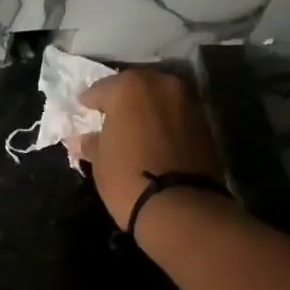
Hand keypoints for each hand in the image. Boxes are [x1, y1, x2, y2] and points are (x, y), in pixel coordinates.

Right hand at [77, 68, 225, 230]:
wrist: (180, 205)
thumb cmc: (127, 177)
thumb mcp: (100, 161)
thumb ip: (93, 143)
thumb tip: (87, 139)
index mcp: (129, 87)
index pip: (101, 89)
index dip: (90, 101)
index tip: (84, 108)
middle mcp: (161, 84)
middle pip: (136, 86)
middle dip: (123, 98)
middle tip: (111, 115)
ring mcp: (187, 101)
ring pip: (159, 98)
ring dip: (147, 108)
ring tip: (135, 128)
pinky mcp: (205, 122)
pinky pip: (176, 115)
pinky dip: (165, 122)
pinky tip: (155, 138)